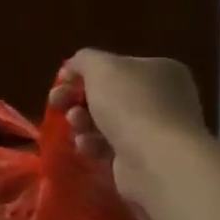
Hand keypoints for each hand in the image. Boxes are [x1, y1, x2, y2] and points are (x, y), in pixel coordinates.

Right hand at [51, 49, 207, 206]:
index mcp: (160, 70)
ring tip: (75, 125)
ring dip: (82, 122)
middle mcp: (162, 98)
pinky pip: (109, 146)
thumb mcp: (101, 67)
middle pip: (107, 95)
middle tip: (56, 103)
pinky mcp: (144, 157)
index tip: (61, 82)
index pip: (115, 66)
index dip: (84, 72)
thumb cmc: (131, 105)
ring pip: (105, 121)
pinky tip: (87, 145)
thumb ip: (84, 60)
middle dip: (77, 99)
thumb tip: (74, 67)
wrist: (157, 160)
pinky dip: (93, 144)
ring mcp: (155, 130)